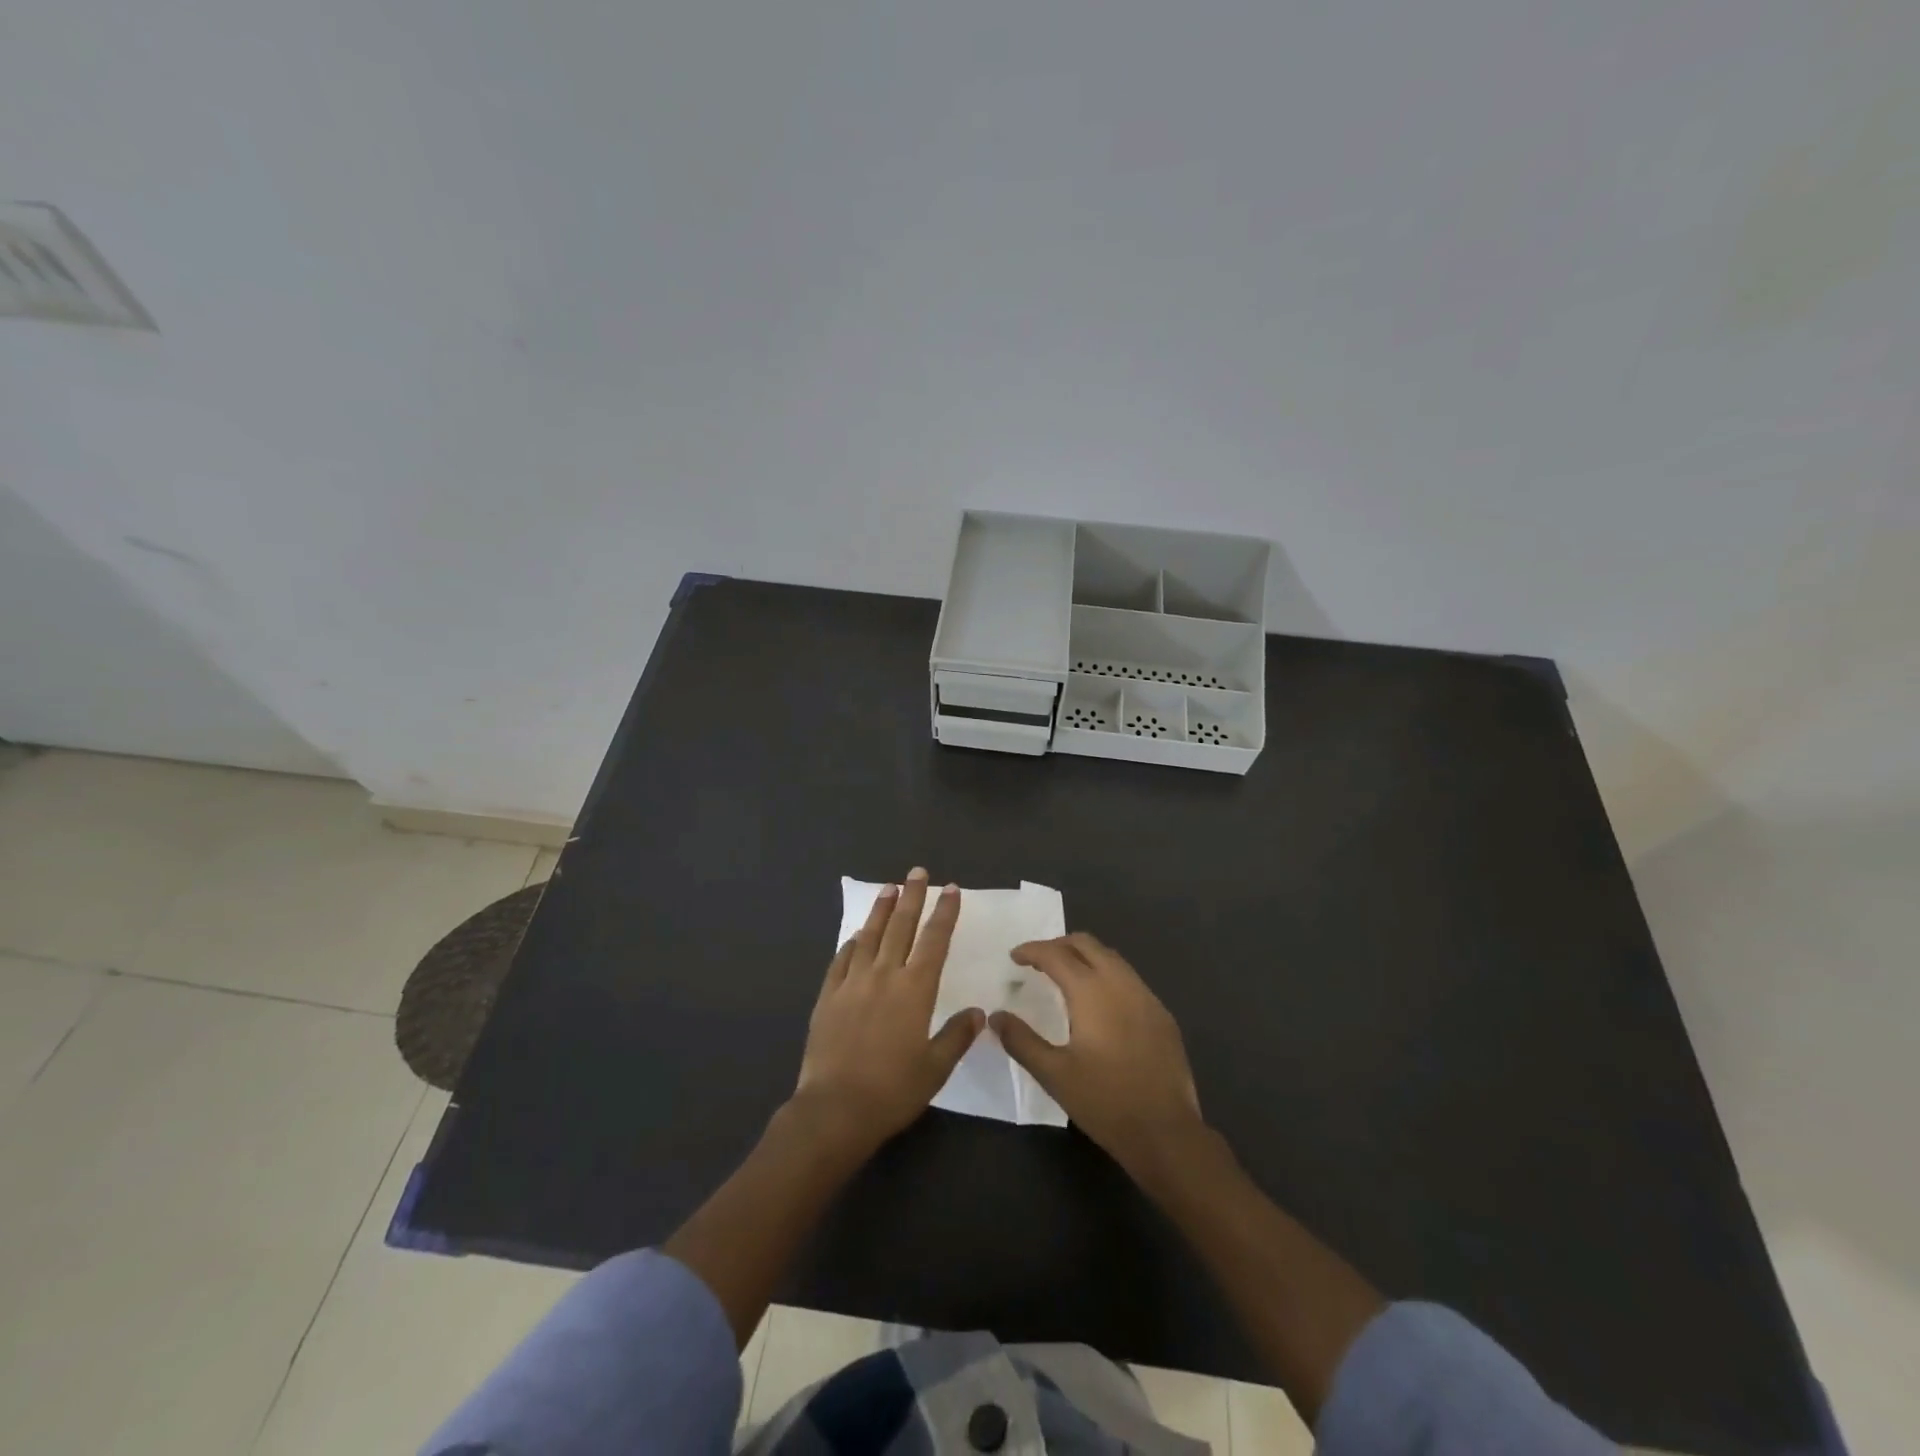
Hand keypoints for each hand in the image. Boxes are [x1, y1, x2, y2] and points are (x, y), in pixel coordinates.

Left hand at [794, 868, 982, 1152]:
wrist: (835, 1109)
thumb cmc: (893, 1091)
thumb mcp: (935, 1068)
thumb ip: (957, 1036)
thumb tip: (978, 1012)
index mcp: (915, 990)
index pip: (934, 940)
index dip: (944, 913)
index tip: (950, 889)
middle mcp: (884, 976)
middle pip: (901, 926)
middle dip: (912, 897)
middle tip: (917, 872)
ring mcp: (852, 983)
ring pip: (869, 936)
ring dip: (881, 910)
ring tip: (888, 889)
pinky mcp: (828, 997)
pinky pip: (841, 960)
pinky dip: (851, 944)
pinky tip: (855, 937)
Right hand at [992, 932, 1203, 1174]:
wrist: (1166, 1133)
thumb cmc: (1105, 1102)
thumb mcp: (1054, 1074)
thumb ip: (1022, 1041)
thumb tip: (996, 1017)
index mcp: (1092, 991)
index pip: (1057, 955)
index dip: (1032, 951)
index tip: (1014, 957)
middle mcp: (1121, 983)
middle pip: (1087, 944)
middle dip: (1059, 945)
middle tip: (1038, 961)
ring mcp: (1147, 997)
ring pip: (1112, 958)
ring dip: (1085, 958)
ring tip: (1065, 976)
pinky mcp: (1162, 1015)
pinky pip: (1129, 979)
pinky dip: (1107, 976)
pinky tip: (1099, 1003)